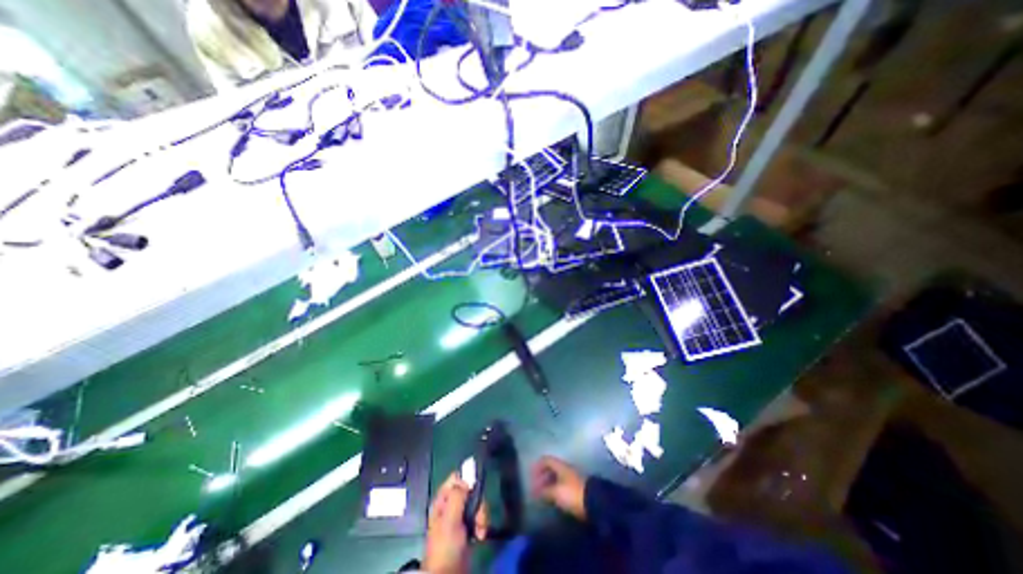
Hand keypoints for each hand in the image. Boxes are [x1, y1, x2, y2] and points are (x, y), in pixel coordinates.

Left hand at [424, 473, 485, 571]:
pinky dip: (482, 524)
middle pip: (470, 490)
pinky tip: (480, 535)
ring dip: (482, 515)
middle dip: (477, 502)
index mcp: (443, 500)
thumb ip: (457, 496)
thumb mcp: (449, 519)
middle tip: (478, 515)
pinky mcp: (469, 528)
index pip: (455, 479)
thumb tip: (467, 480)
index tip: (472, 490)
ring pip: (477, 503)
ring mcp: (461, 517)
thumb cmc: (445, 546)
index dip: (465, 481)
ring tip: (480, 529)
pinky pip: (480, 517)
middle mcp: (451, 505)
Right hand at [532, 456, 587, 522]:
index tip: (530, 475)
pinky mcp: (576, 488)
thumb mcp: (556, 492)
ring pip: (557, 477)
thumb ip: (545, 491)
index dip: (537, 466)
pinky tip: (553, 499)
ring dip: (548, 484)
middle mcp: (566, 469)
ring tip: (542, 495)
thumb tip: (535, 492)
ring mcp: (572, 478)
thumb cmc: (573, 494)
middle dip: (542, 476)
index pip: (546, 460)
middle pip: (551, 468)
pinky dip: (555, 490)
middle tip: (535, 487)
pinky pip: (562, 485)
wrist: (595, 503)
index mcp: (561, 466)